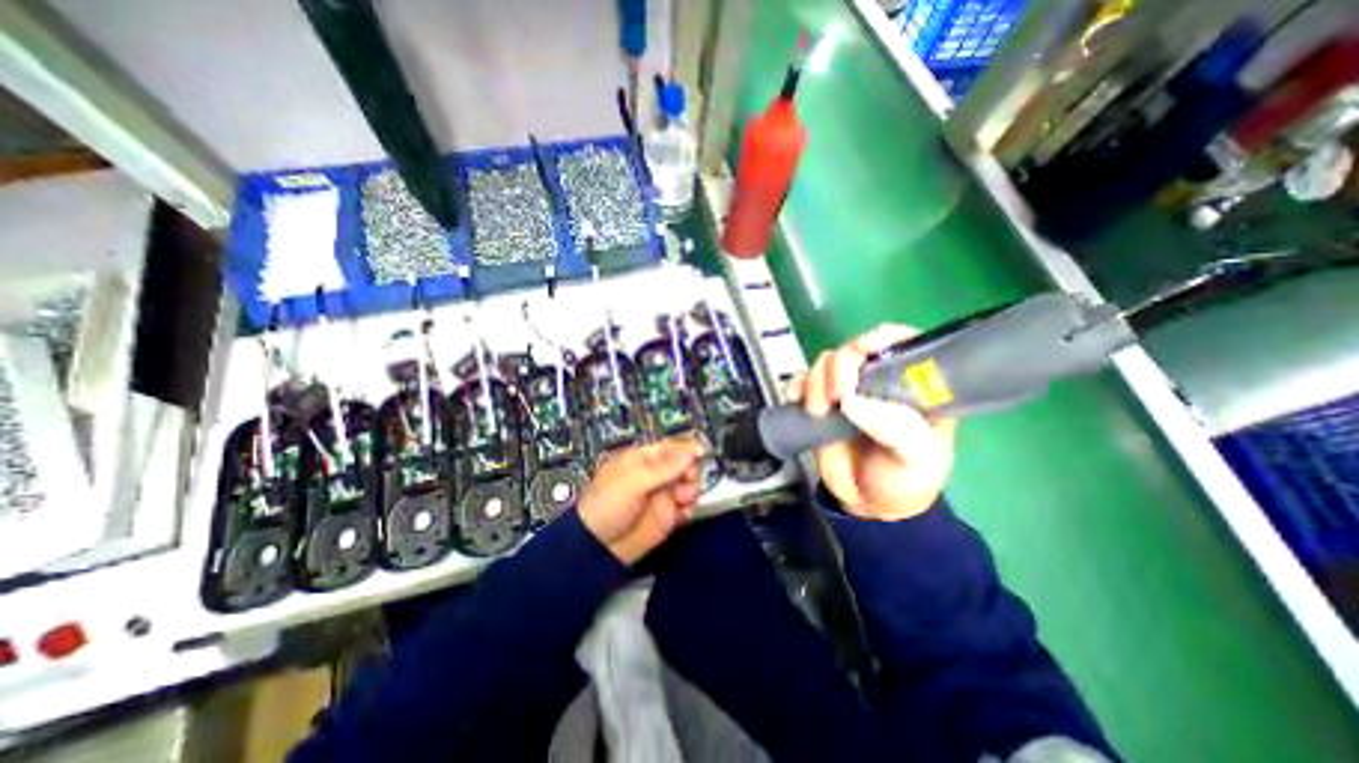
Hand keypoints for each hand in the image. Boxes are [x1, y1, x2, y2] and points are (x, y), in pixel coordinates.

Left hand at [576, 436, 706, 565]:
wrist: (598, 547)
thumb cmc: (610, 505)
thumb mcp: (635, 481)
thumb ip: (665, 467)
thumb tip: (693, 450)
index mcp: (644, 459)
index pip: (671, 447)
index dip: (688, 448)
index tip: (703, 452)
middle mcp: (657, 474)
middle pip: (685, 464)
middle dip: (690, 471)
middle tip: (687, 480)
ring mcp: (663, 494)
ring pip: (689, 485)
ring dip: (691, 490)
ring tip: (681, 500)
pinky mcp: (668, 516)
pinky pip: (687, 507)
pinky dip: (689, 509)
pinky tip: (682, 515)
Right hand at [787, 325, 952, 520]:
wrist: (868, 505)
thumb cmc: (905, 480)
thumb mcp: (917, 459)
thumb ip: (895, 429)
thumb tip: (851, 400)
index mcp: (913, 387)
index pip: (902, 343)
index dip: (883, 337)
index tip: (864, 349)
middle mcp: (878, 382)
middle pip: (854, 349)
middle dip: (841, 366)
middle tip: (838, 395)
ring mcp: (846, 391)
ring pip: (826, 363)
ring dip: (816, 380)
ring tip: (818, 411)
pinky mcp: (821, 403)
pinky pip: (803, 382)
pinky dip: (796, 386)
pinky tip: (796, 400)